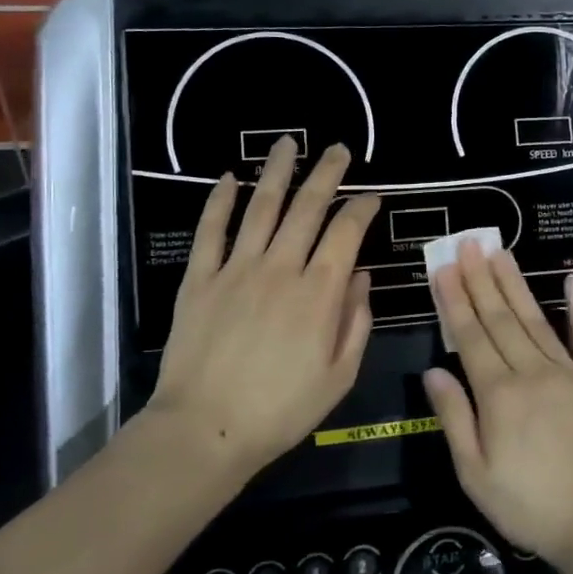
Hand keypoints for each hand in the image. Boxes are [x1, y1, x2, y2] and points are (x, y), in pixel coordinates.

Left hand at [150, 137, 379, 474]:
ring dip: (277, 172)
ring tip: (287, 143)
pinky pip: (211, 231)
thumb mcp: (339, 376)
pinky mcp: (199, 279)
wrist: (205, 430)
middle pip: (307, 208)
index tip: (373, 196)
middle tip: (338, 149)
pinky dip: (219, 202)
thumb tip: (359, 277)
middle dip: (327, 174)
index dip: (362, 208)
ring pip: (261, 207)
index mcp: (319, 293)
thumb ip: (355, 322)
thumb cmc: (281, 410)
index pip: (346, 232)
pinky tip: (228, 179)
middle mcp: (280, 268)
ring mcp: (236, 269)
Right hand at [424, 245, 572, 571]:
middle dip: (481, 280)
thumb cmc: (530, 506)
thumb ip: (455, 419)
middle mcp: (532, 372)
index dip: (455, 301)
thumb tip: (433, 372)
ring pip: (536, 320)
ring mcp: (570, 373)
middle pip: (501, 319)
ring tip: (501, 252)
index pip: (470, 337)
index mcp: (499, 395)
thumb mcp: (476, 475)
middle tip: (469, 243)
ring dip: (516, 284)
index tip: (445, 268)